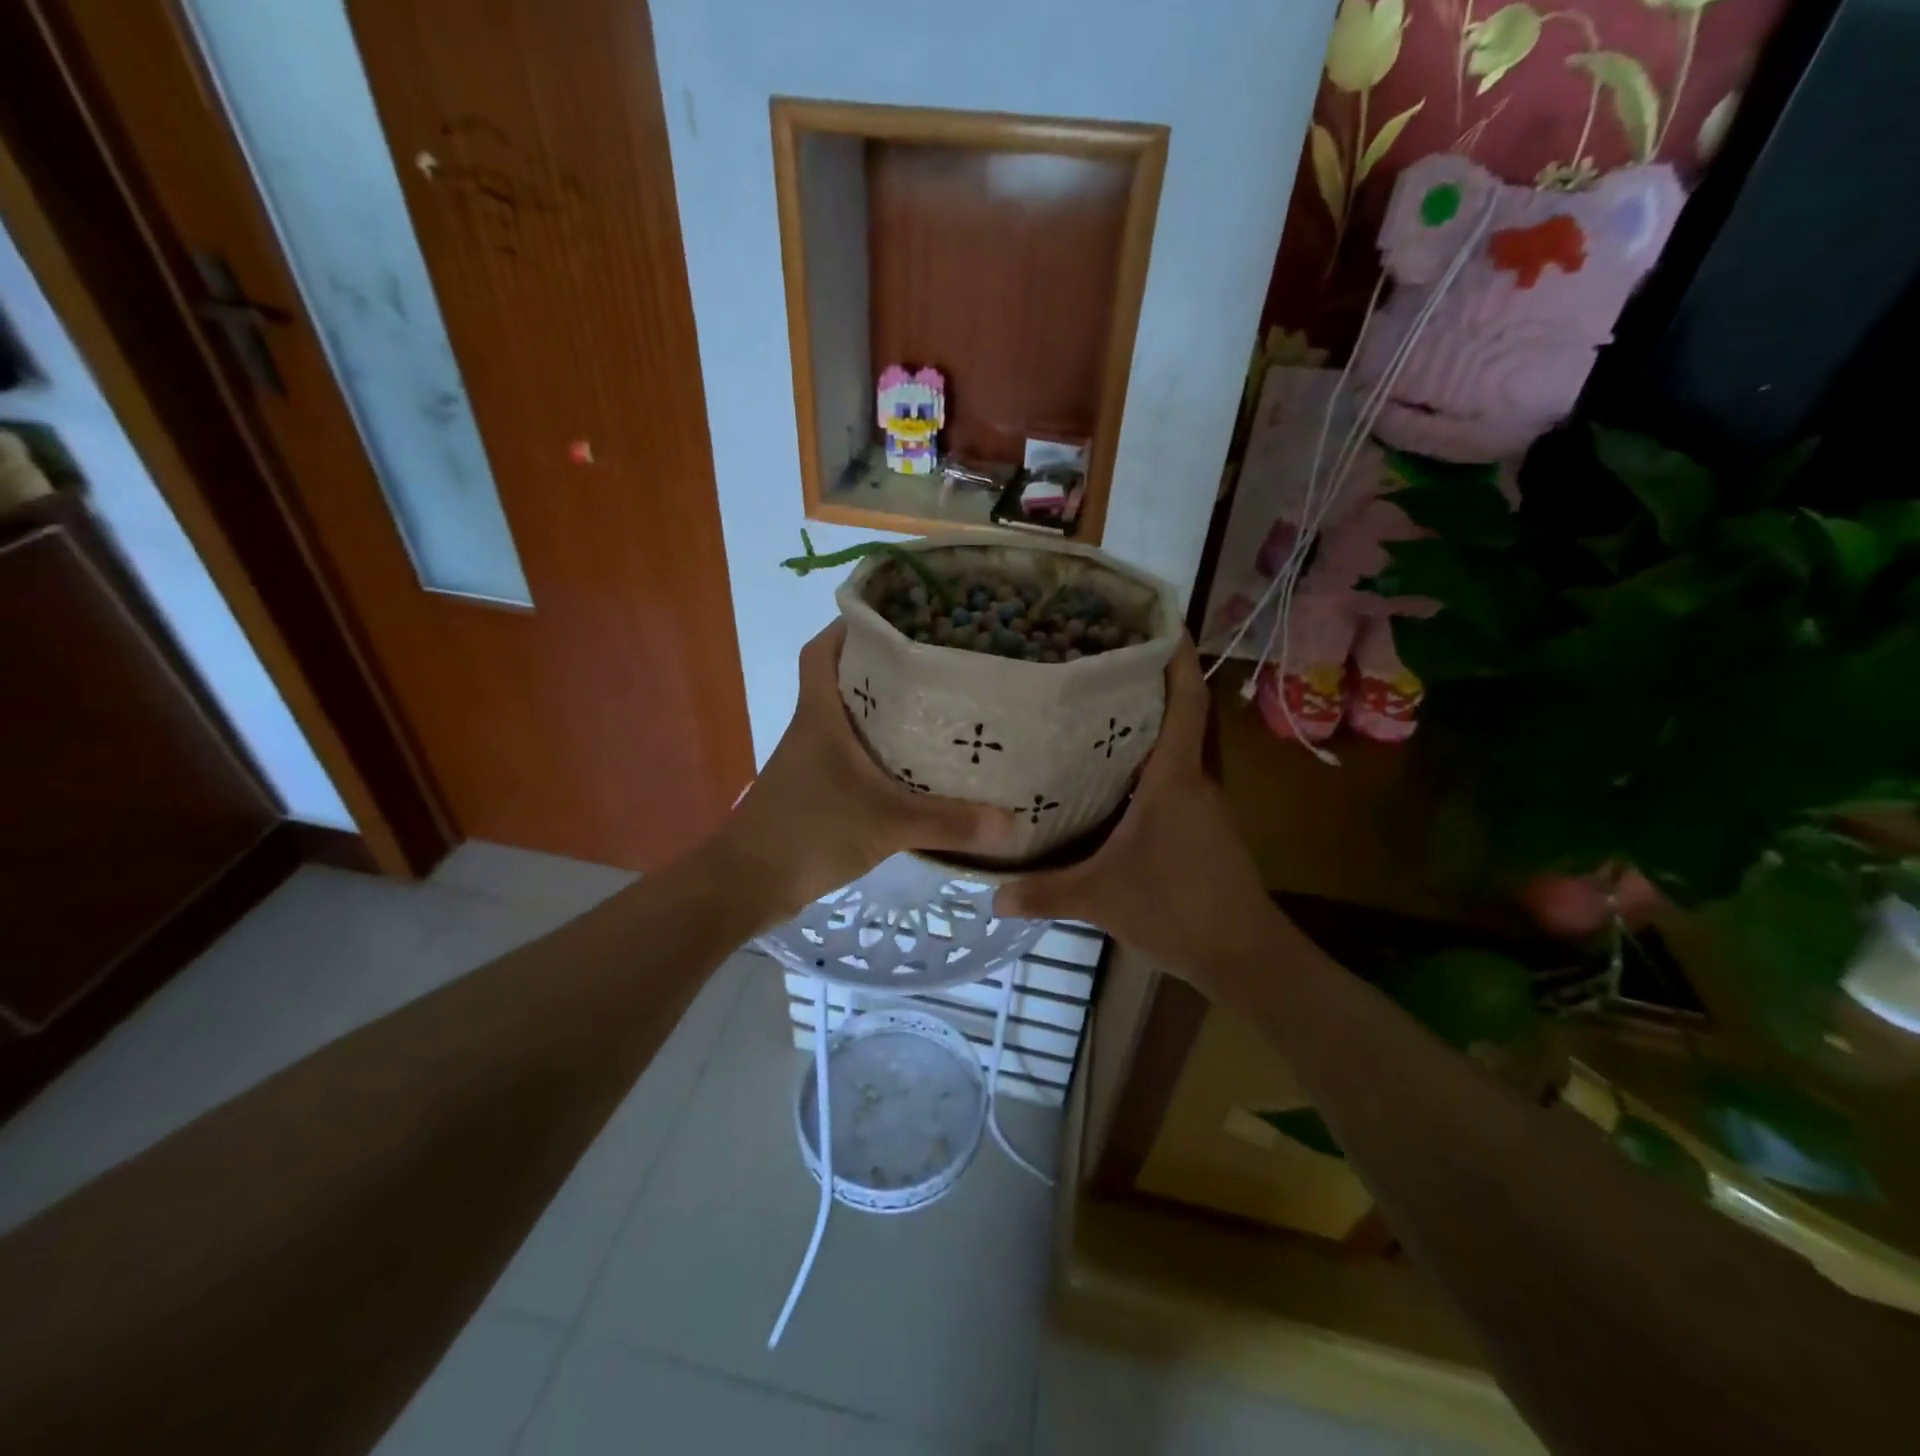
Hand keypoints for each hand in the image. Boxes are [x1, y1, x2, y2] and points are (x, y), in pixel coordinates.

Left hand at [717, 621, 1014, 923]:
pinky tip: (916, 765)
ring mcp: (812, 760)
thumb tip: (1010, 822)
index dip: (849, 626)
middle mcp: (813, 728)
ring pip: (849, 718)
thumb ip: (947, 822)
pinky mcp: (817, 790)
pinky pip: (853, 755)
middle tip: (935, 659)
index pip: (823, 650)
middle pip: (843, 678)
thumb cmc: (808, 833)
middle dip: (882, 665)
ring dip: (884, 709)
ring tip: (938, 704)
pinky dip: (880, 751)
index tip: (893, 616)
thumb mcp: (886, 824)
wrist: (748, 885)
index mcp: (820, 715)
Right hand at [998, 638, 1279, 988]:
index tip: (1162, 625)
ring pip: (1180, 750)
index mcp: (1175, 779)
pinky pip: (1179, 779)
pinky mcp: (1207, 828)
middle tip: (1103, 667)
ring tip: (1100, 714)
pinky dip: (1153, 766)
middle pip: (1182, 717)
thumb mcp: (1100, 898)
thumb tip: (991, 895)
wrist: (1243, 956)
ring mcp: (1207, 805)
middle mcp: (1196, 781)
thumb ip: (1045, 892)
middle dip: (1152, 686)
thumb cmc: (1175, 909)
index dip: (1178, 660)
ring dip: (1151, 728)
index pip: (1185, 703)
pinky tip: (1118, 780)